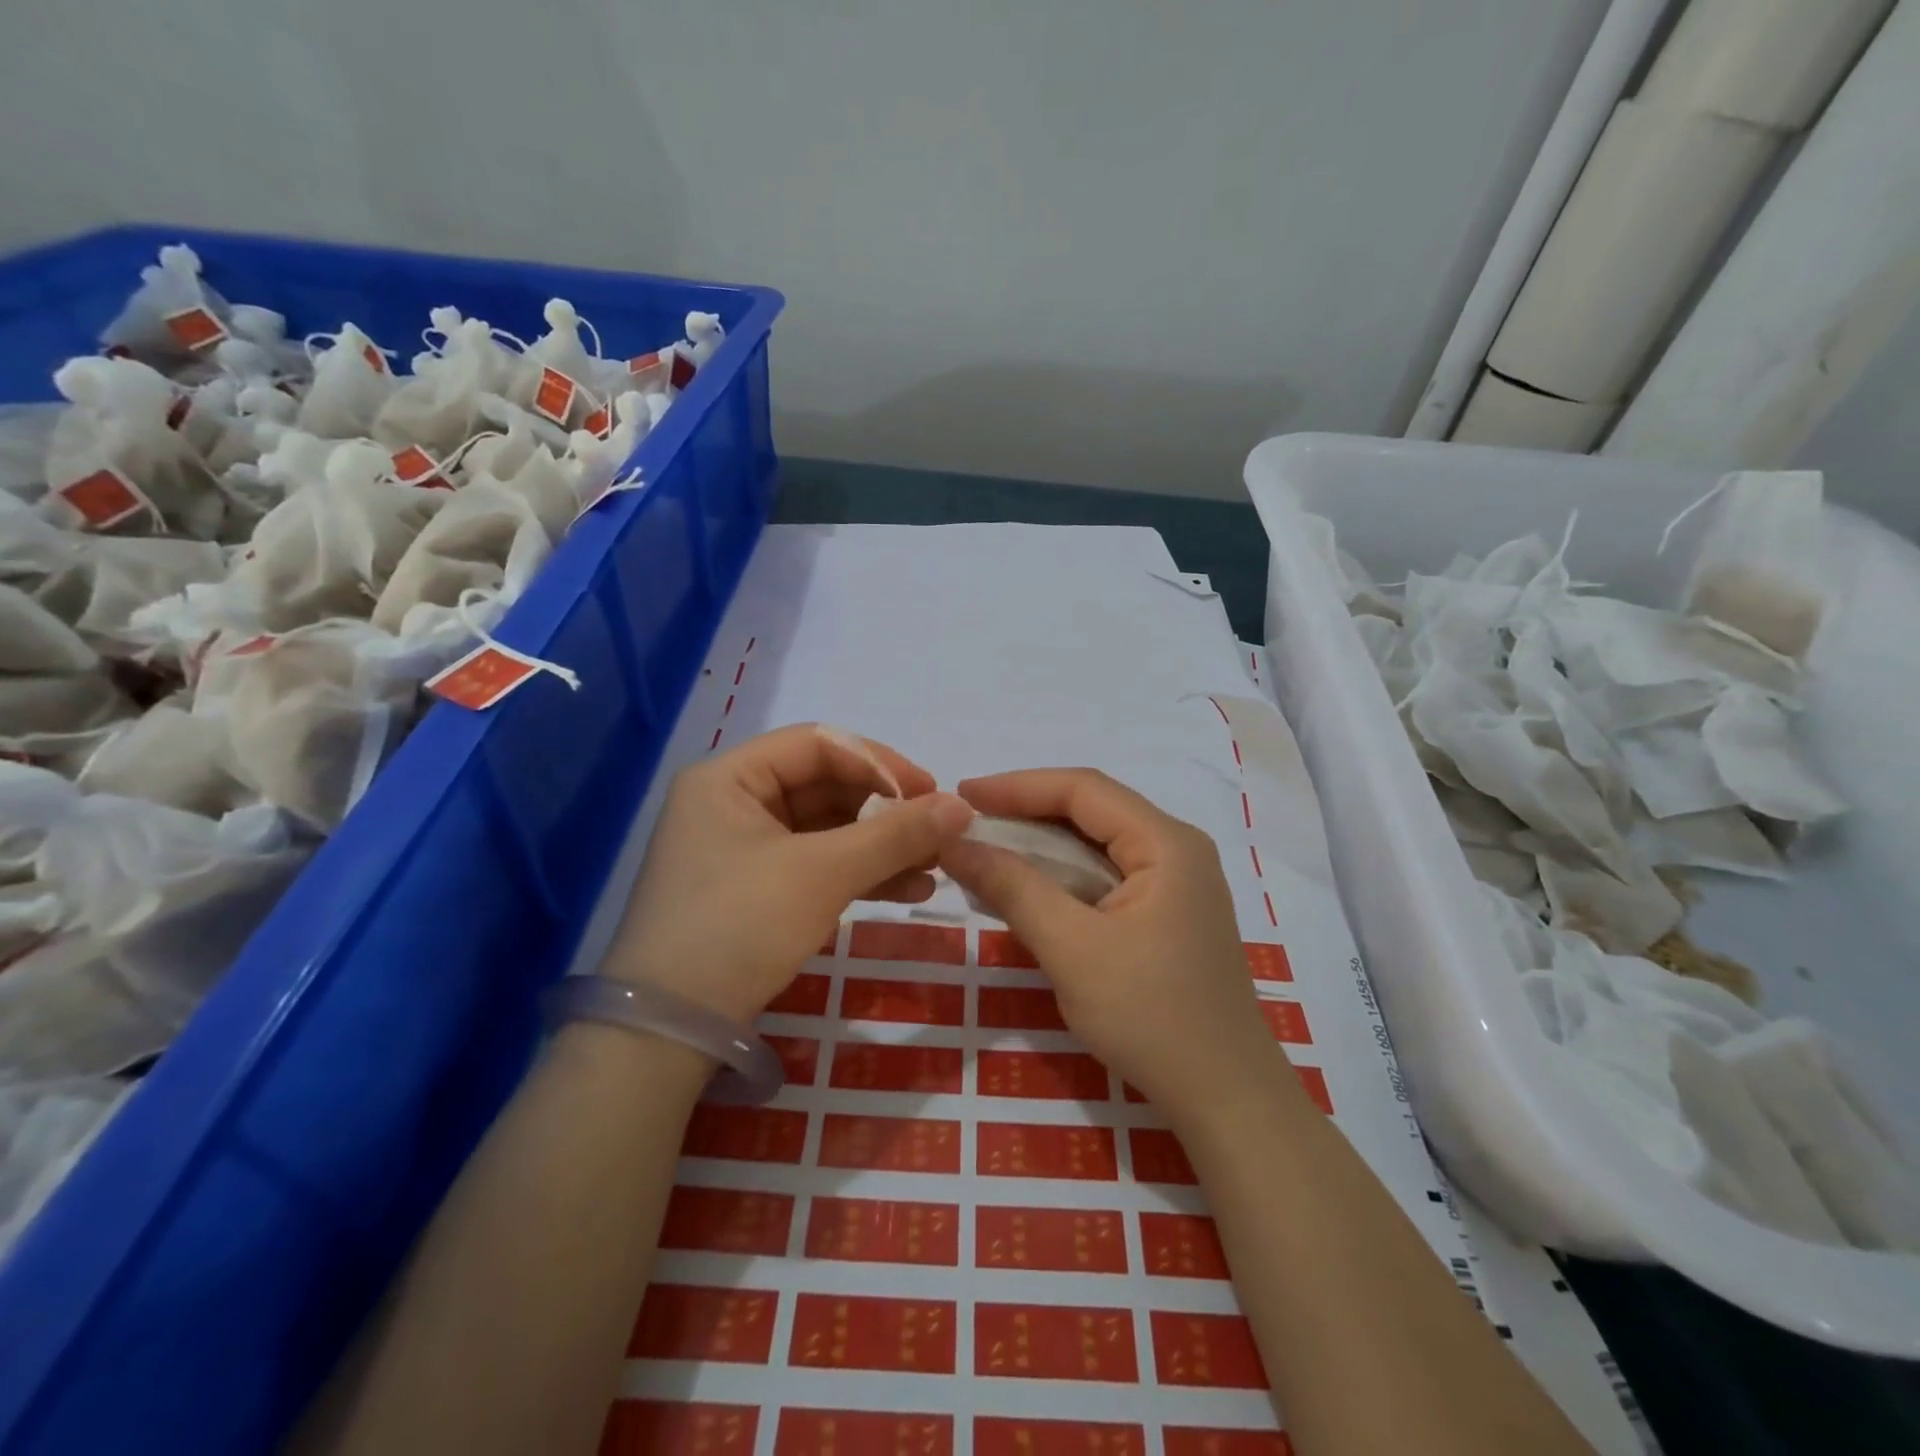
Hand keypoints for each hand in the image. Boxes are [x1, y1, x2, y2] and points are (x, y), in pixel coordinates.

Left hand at [609, 725, 973, 1022]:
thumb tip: (962, 806)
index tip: (931, 793)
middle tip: (939, 833)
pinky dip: (861, 875)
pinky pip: (817, 866)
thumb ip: (895, 835)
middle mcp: (733, 803)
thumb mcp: (823, 874)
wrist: (669, 1032)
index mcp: (730, 778)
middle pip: (826, 787)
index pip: (819, 745)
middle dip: (887, 811)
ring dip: (881, 846)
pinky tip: (908, 891)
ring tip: (934, 867)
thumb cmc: (739, 926)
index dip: (881, 763)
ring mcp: (743, 851)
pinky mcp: (755, 892)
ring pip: (827, 831)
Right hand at [940, 768, 1294, 1127]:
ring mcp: (1177, 882)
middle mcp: (1176, 849)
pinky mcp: (1168, 912)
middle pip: (1092, 810)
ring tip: (988, 849)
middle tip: (969, 822)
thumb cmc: (1151, 1018)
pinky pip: (1106, 874)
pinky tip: (1029, 887)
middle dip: (1027, 812)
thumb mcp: (1072, 949)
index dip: (1018, 785)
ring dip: (1042, 845)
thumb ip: (1014, 888)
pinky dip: (1063, 875)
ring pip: (1097, 843)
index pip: (1083, 789)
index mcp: (1166, 843)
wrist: (1226, 1099)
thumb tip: (955, 843)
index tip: (962, 794)